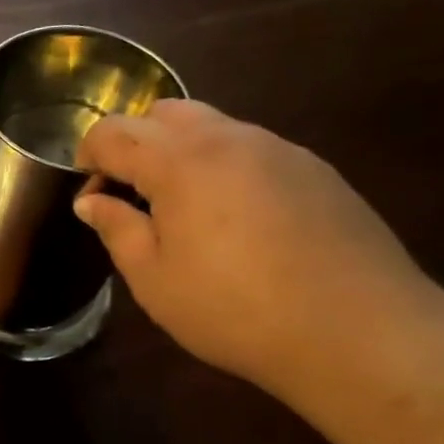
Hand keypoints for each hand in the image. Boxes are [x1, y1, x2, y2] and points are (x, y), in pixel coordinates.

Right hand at [74, 100, 440, 395]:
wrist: (356, 330)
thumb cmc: (233, 309)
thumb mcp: (154, 279)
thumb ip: (117, 229)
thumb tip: (91, 201)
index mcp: (179, 162)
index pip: (114, 132)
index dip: (88, 155)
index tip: (87, 192)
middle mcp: (229, 139)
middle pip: (163, 113)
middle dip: (134, 143)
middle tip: (129, 195)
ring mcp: (278, 149)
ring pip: (212, 126)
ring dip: (179, 152)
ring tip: (180, 209)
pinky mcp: (314, 169)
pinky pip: (251, 149)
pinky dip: (223, 166)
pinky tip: (234, 220)